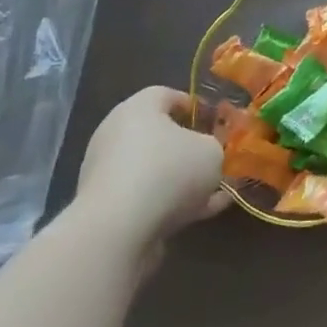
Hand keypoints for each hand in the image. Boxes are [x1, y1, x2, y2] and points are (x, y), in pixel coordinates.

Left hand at [73, 86, 226, 255]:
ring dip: (184, 179)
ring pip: (156, 170)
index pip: (168, 95)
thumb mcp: (212, 151)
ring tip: (218, 191)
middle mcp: (117, 135)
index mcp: (138, 108)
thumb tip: (210, 151)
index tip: (218, 122)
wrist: (117, 231)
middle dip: (191, 147)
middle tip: (218, 157)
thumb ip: (216, 145)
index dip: (196, 106)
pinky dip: (174, 202)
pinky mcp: (108, 208)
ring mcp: (109, 173)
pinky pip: (148, 198)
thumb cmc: (168, 171)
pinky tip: (205, 212)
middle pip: (160, 134)